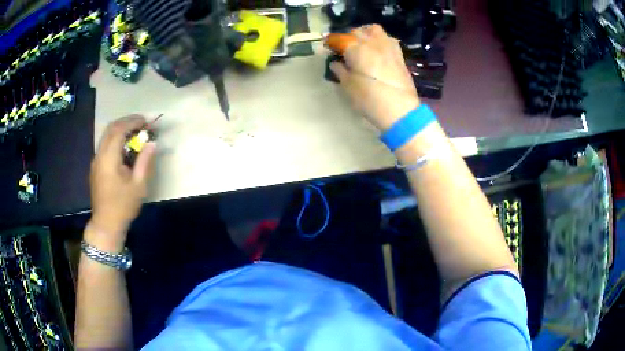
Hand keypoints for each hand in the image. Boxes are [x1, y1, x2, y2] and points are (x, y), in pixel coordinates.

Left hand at [88, 115, 155, 251]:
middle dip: (127, 121)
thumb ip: (145, 161)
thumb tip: (152, 143)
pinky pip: (105, 144)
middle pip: (111, 128)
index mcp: (109, 159)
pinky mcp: (96, 166)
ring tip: (135, 132)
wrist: (106, 224)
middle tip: (142, 122)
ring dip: (121, 129)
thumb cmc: (123, 206)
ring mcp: (96, 160)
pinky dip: (116, 138)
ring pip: (107, 135)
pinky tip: (125, 146)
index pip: (119, 130)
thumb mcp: (138, 186)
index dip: (133, 121)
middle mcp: (99, 155)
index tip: (147, 120)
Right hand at [330, 25, 419, 130]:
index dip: (331, 41)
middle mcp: (372, 43)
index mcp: (356, 49)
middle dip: (348, 37)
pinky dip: (379, 39)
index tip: (327, 47)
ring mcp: (388, 47)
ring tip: (361, 44)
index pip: (340, 39)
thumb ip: (340, 71)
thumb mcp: (348, 86)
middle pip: (357, 32)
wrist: (399, 110)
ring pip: (374, 30)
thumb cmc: (369, 99)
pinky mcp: (398, 54)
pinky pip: (387, 38)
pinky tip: (377, 50)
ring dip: (365, 33)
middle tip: (343, 48)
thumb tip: (335, 63)